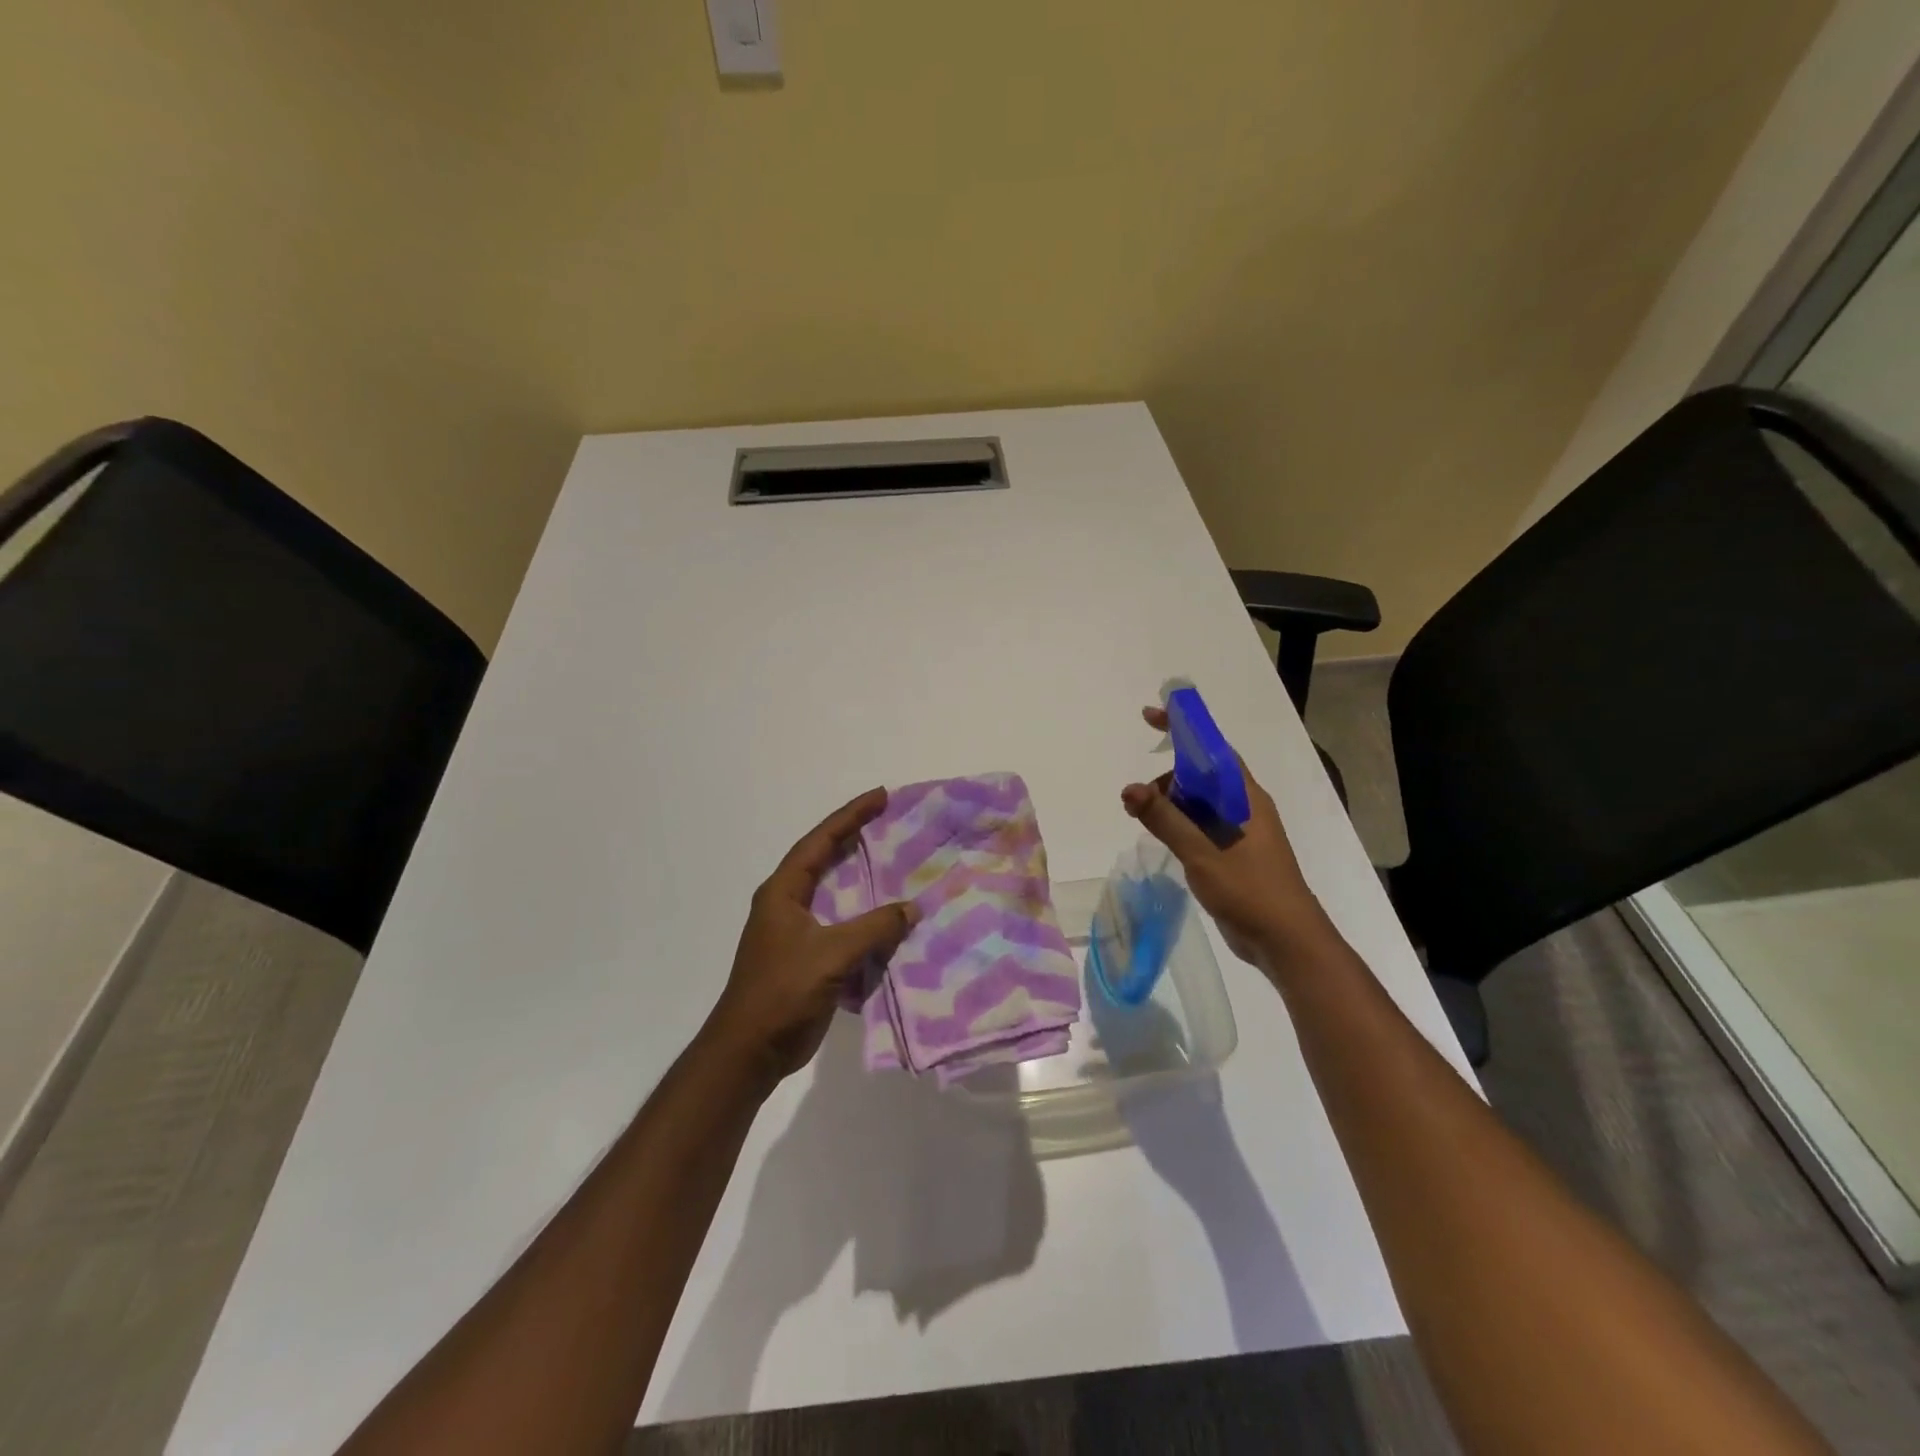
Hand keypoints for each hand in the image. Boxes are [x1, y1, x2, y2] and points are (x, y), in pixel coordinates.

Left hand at [704, 788, 918, 1089]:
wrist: (750, 1051)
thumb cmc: (782, 992)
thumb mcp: (831, 954)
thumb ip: (874, 928)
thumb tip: (911, 908)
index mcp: (784, 892)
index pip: (819, 841)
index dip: (849, 816)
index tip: (880, 796)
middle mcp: (788, 905)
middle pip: (826, 861)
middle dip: (857, 840)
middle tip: (892, 822)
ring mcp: (797, 933)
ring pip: (837, 896)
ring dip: (865, 882)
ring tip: (899, 865)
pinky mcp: (809, 959)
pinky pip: (844, 929)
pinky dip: (867, 922)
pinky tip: (893, 922)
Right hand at [1121, 706, 1324, 967]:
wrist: (1286, 942)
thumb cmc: (1250, 890)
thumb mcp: (1202, 852)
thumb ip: (1165, 819)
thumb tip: (1129, 789)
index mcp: (1245, 797)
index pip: (1212, 749)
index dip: (1183, 729)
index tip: (1151, 716)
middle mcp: (1243, 808)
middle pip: (1200, 776)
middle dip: (1166, 779)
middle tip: (1136, 801)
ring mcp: (1239, 833)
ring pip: (1198, 804)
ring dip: (1170, 805)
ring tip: (1142, 821)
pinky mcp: (1232, 855)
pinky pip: (1200, 828)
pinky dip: (1178, 826)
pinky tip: (1162, 839)